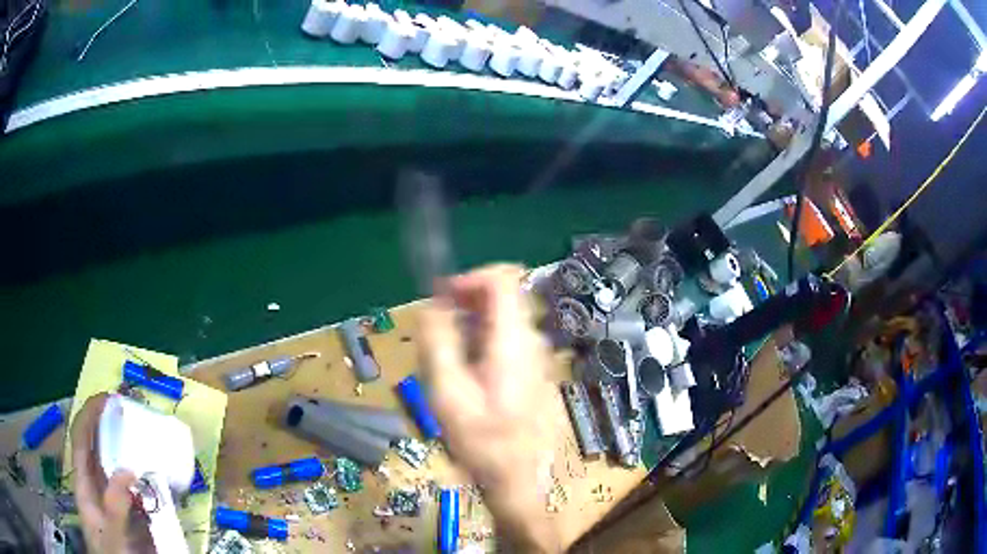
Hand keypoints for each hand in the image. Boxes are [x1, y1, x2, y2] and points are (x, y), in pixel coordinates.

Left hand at [71, 393, 153, 553]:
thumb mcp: (111, 535)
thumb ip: (115, 507)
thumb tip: (128, 470)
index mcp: (84, 485)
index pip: (80, 440)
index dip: (89, 416)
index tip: (107, 399)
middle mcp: (95, 485)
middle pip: (96, 446)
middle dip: (108, 424)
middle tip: (129, 410)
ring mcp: (112, 499)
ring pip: (115, 465)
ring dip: (126, 447)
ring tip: (143, 433)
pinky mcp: (129, 512)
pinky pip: (134, 487)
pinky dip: (142, 475)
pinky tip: (155, 472)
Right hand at [420, 265, 560, 551]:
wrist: (517, 477)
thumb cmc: (481, 441)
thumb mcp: (448, 393)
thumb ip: (438, 343)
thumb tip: (433, 304)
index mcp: (514, 341)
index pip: (505, 279)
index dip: (471, 277)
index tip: (443, 296)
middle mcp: (532, 341)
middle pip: (505, 296)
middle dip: (468, 300)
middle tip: (439, 326)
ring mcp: (538, 356)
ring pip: (505, 317)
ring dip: (473, 322)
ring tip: (449, 354)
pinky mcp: (535, 370)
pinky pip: (509, 338)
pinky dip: (485, 338)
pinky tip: (468, 370)